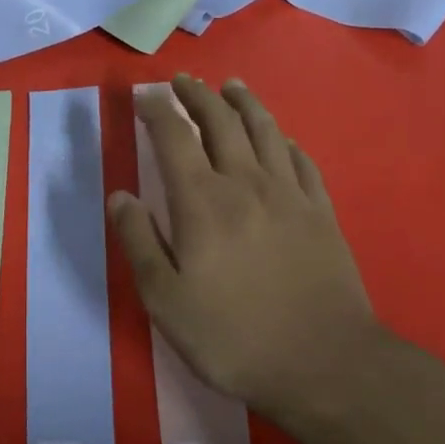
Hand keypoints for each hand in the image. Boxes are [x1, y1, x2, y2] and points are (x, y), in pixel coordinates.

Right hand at [110, 75, 387, 429]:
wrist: (324, 363)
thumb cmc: (233, 336)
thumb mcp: (165, 299)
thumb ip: (138, 242)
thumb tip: (120, 196)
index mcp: (202, 202)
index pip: (174, 137)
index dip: (156, 110)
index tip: (143, 95)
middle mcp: (245, 183)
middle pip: (220, 122)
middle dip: (197, 95)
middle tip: (182, 80)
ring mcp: (290, 195)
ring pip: (264, 130)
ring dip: (243, 102)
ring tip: (230, 86)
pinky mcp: (321, 212)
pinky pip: (301, 160)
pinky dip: (284, 140)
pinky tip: (280, 138)